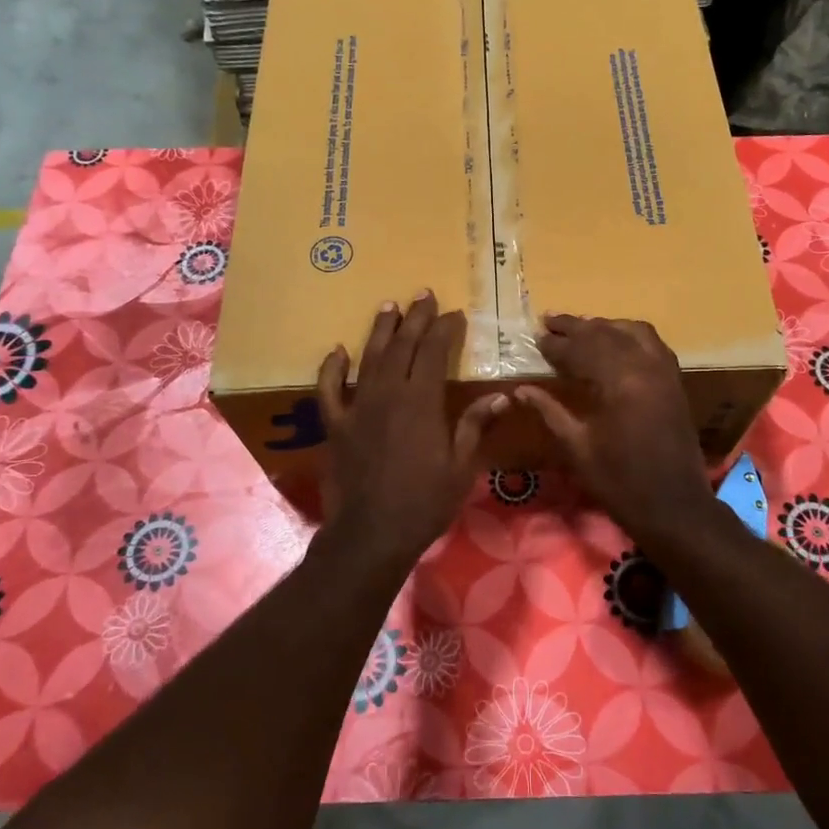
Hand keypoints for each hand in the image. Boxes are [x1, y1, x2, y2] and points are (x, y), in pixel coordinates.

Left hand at [316, 292, 507, 570]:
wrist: (372, 533)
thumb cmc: (424, 502)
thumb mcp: (461, 467)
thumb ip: (474, 426)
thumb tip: (500, 396)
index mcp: (421, 402)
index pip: (433, 352)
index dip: (444, 329)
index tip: (454, 314)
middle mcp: (387, 394)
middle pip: (401, 346)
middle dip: (414, 318)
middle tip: (423, 295)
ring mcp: (357, 407)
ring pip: (368, 358)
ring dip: (379, 330)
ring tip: (388, 305)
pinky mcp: (335, 425)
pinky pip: (329, 389)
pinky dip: (331, 368)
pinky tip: (336, 351)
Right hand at [515, 315, 718, 543]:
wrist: (674, 506)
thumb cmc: (619, 482)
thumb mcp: (577, 448)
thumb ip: (550, 412)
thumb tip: (521, 390)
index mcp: (619, 382)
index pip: (581, 349)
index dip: (556, 344)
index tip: (535, 337)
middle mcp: (644, 366)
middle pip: (606, 333)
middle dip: (576, 327)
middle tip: (549, 321)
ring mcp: (664, 371)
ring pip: (632, 331)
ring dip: (604, 326)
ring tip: (580, 328)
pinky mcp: (675, 381)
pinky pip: (653, 343)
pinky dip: (630, 335)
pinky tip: (616, 341)